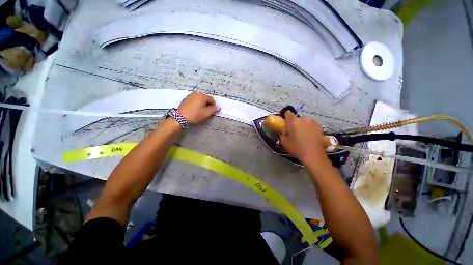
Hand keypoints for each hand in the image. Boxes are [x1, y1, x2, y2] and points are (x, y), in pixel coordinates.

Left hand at [178, 91, 217, 123]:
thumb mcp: (207, 113)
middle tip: (206, 112)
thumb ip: (214, 109)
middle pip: (206, 99)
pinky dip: (196, 104)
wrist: (180, 117)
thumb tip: (217, 108)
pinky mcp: (186, 99)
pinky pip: (194, 100)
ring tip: (200, 112)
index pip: (212, 99)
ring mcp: (190, 95)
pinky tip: (195, 110)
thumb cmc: (195, 115)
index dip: (213, 106)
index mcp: (202, 95)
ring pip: (200, 99)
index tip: (212, 112)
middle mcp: (196, 93)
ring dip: (202, 105)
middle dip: (207, 105)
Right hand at [279, 111, 328, 164]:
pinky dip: (309, 129)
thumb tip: (283, 130)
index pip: (287, 113)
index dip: (285, 117)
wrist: (313, 155)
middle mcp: (304, 119)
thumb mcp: (284, 141)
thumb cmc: (296, 148)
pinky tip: (309, 137)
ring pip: (305, 122)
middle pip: (297, 118)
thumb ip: (282, 133)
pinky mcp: (320, 128)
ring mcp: (313, 123)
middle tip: (293, 131)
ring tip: (302, 135)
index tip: (285, 123)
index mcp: (293, 121)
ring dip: (302, 125)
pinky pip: (312, 126)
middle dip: (294, 123)